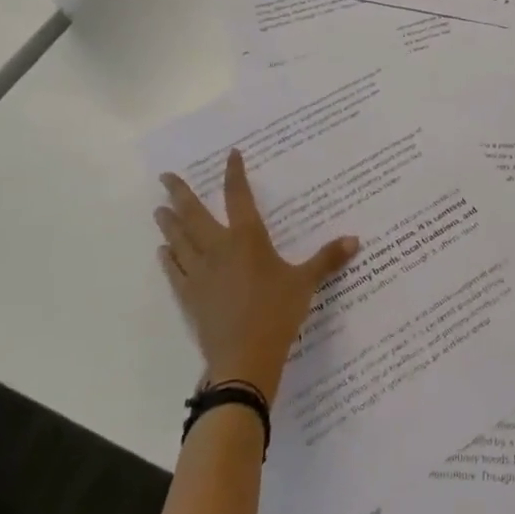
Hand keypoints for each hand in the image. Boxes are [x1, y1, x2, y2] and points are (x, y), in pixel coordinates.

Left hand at [156, 149, 358, 401]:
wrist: (244, 359)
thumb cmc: (277, 313)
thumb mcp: (306, 283)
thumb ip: (327, 259)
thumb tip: (355, 240)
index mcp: (248, 239)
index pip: (239, 197)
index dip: (235, 174)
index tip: (231, 154)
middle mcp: (219, 249)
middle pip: (195, 214)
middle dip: (180, 193)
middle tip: (165, 177)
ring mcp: (200, 274)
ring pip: (179, 240)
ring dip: (169, 223)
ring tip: (159, 209)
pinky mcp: (190, 297)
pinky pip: (175, 271)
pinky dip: (169, 259)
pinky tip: (163, 252)